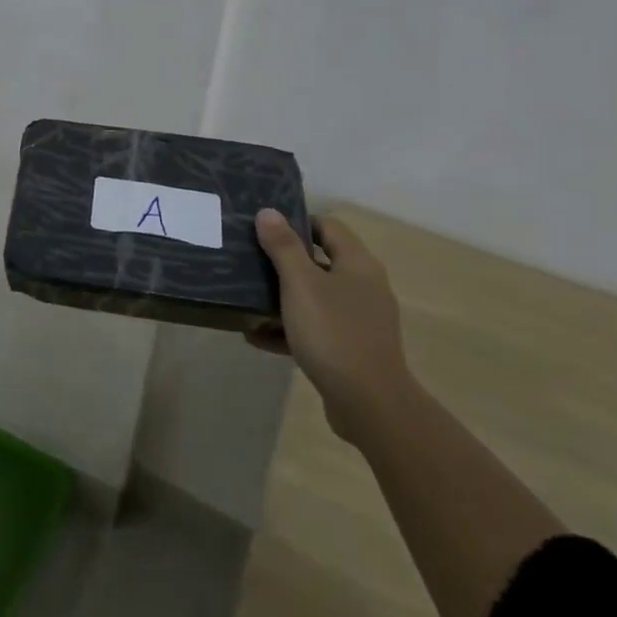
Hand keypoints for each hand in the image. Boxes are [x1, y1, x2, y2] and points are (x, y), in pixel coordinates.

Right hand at [248, 209, 414, 444]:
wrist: (369, 404)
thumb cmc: (333, 333)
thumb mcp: (300, 284)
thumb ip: (283, 247)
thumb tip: (269, 212)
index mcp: (357, 264)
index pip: (327, 226)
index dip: (296, 223)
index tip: (263, 230)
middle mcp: (364, 287)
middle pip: (320, 262)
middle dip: (283, 262)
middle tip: (250, 262)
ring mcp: (359, 320)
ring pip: (315, 298)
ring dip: (283, 299)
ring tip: (248, 301)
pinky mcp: (351, 349)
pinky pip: (316, 329)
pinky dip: (290, 329)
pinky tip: (258, 338)